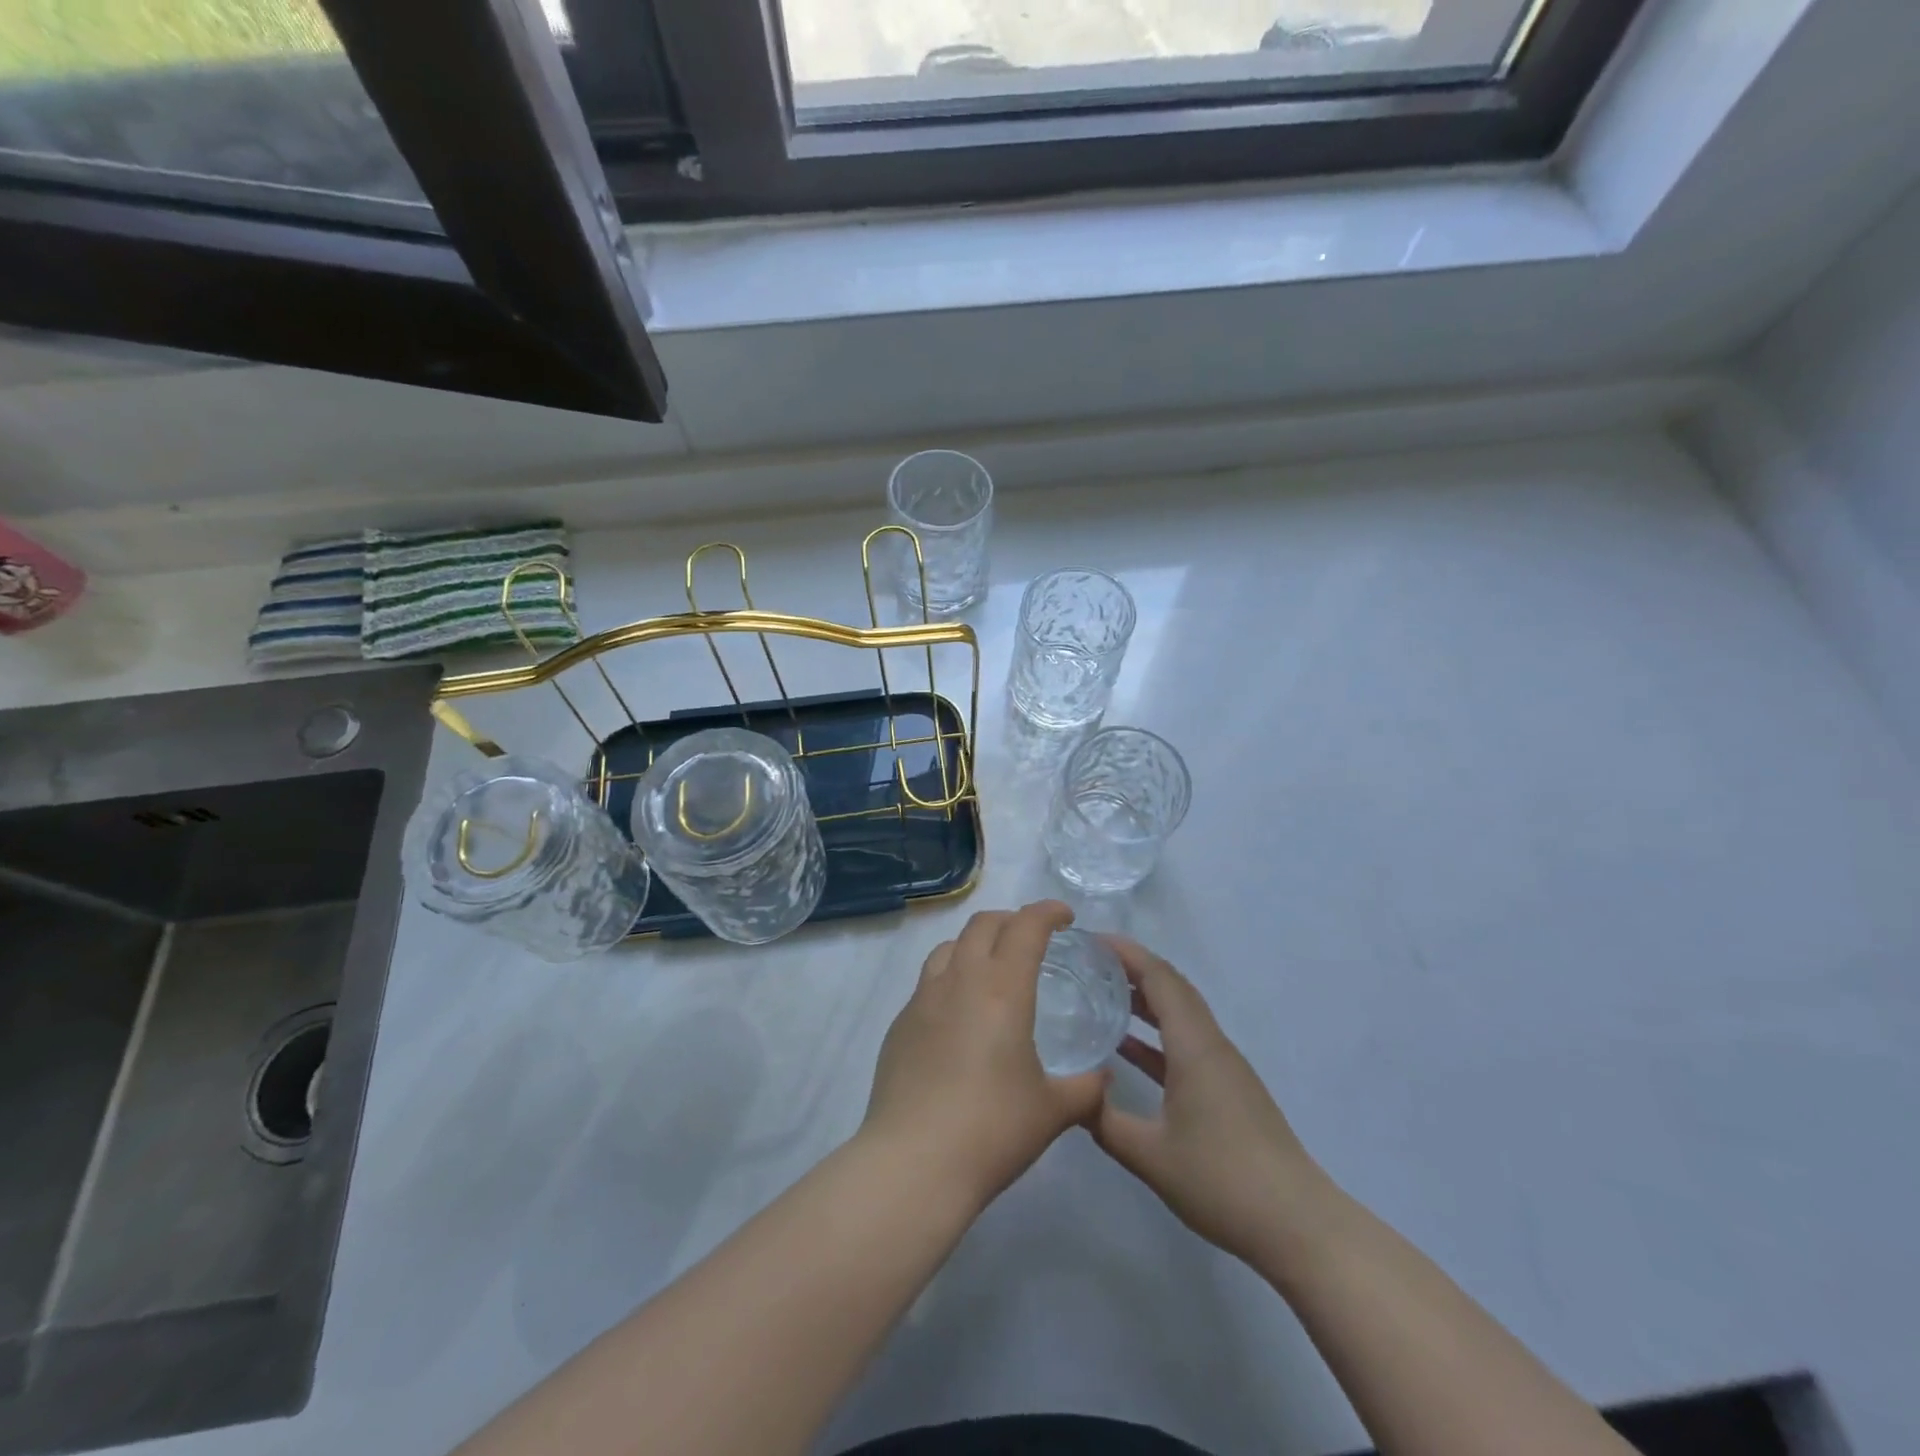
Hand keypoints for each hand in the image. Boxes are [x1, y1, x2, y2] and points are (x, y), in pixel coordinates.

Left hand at [863, 901, 1107, 1209]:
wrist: (913, 1163)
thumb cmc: (992, 1129)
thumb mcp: (1053, 1111)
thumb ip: (1086, 1088)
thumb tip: (1103, 1078)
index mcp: (1001, 988)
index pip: (1025, 926)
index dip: (1047, 912)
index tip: (1064, 917)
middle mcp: (959, 980)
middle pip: (983, 925)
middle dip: (1011, 921)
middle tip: (1031, 939)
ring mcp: (922, 999)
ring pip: (949, 947)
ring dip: (975, 944)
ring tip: (991, 968)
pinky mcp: (899, 1024)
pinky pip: (927, 982)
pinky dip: (950, 979)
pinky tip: (958, 1016)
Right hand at [1092, 938, 1333, 1266]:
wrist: (1297, 1225)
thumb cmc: (1222, 1181)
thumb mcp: (1150, 1155)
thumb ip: (1105, 1121)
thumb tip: (1072, 1096)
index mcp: (1195, 1046)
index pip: (1160, 978)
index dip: (1126, 953)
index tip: (1090, 940)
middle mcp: (1211, 1044)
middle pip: (1172, 988)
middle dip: (1132, 968)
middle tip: (1088, 963)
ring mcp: (1223, 1067)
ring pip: (1181, 1014)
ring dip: (1145, 999)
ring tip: (1101, 994)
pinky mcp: (1228, 1089)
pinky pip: (1186, 1042)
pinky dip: (1156, 1034)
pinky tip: (1127, 1048)